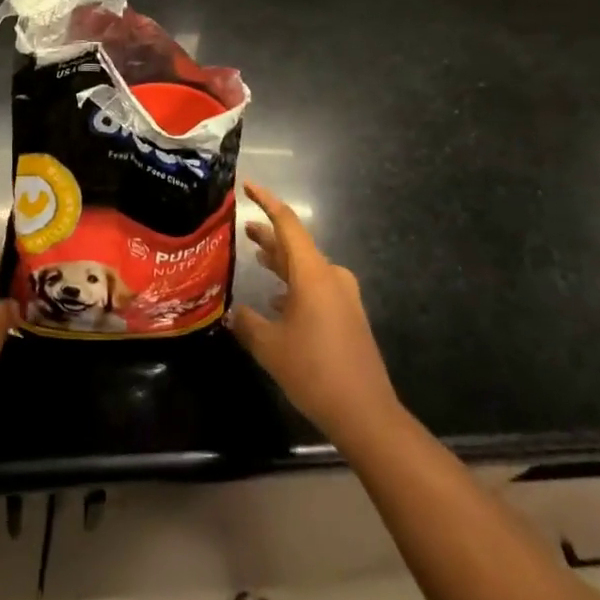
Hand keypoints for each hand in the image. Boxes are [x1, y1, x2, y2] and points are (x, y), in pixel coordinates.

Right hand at [229, 182, 402, 450]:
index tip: (248, 186)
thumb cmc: (314, 371)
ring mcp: (342, 297)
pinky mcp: (347, 316)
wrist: (366, 413)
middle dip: (269, 236)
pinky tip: (276, 301)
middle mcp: (330, 276)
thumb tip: (233, 313)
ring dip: (281, 262)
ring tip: (256, 257)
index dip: (267, 202)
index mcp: (312, 273)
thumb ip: (247, 323)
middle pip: (296, 246)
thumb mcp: (269, 346)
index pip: (287, 223)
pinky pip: (315, 288)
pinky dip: (294, 286)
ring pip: (305, 268)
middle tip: (243, 228)